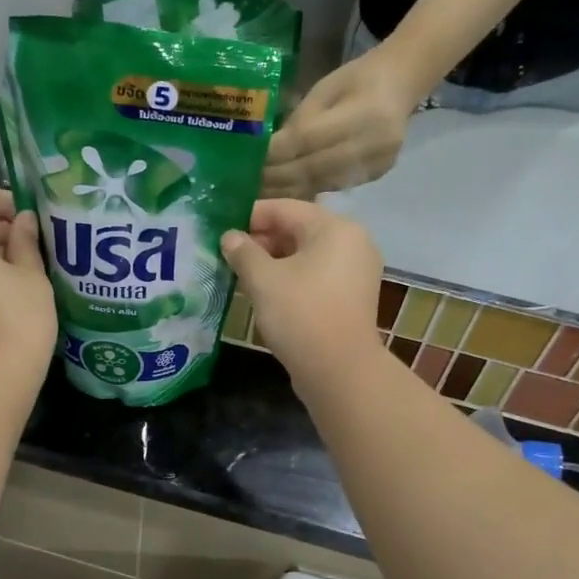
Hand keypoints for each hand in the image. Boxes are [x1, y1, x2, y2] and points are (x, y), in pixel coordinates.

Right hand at [220, 200, 382, 380]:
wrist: (340, 370)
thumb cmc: (300, 314)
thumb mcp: (263, 279)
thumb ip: (243, 252)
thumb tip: (229, 237)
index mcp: (335, 228)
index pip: (285, 208)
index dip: (250, 216)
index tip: (222, 230)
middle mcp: (353, 242)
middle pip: (299, 229)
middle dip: (262, 240)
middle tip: (229, 255)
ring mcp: (356, 271)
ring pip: (307, 255)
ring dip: (275, 261)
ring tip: (243, 274)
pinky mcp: (353, 297)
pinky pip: (317, 275)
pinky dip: (293, 278)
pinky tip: (267, 292)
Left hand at [262, 47, 426, 198]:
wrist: (400, 84)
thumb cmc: (357, 79)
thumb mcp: (324, 90)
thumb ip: (300, 120)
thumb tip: (269, 152)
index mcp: (363, 111)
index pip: (308, 139)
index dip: (276, 154)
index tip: (249, 164)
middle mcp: (373, 142)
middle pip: (314, 167)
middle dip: (277, 178)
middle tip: (248, 186)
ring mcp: (377, 162)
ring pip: (322, 182)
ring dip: (288, 191)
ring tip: (261, 195)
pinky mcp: (377, 175)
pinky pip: (333, 187)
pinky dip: (307, 192)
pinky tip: (286, 195)